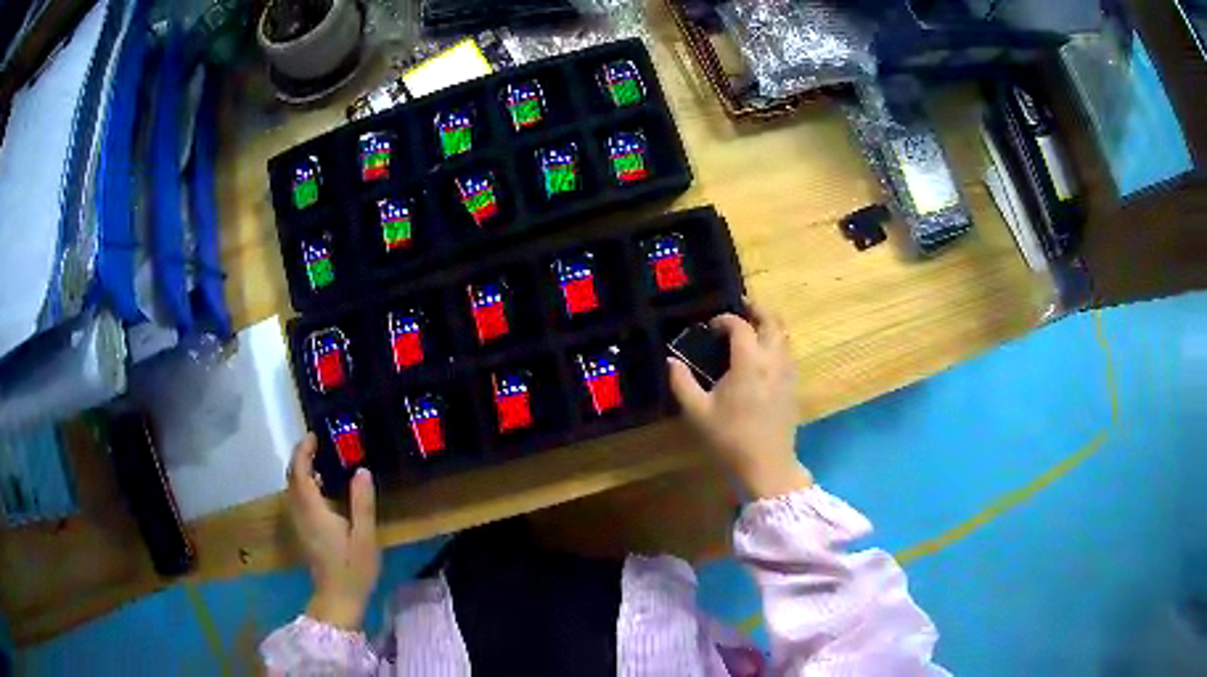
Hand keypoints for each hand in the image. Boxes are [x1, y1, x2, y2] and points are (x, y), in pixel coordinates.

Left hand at [287, 433, 379, 630]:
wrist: (338, 598)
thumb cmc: (353, 568)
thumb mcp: (365, 536)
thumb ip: (362, 503)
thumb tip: (361, 470)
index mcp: (313, 510)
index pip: (300, 472)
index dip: (303, 451)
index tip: (314, 436)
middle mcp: (300, 512)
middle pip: (292, 477)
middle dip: (300, 457)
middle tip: (317, 443)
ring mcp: (299, 523)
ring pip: (292, 488)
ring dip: (301, 470)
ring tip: (320, 461)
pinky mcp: (302, 531)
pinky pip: (297, 498)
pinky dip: (304, 485)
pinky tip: (321, 489)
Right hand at [668, 302, 811, 498]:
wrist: (766, 464)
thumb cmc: (730, 438)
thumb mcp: (697, 412)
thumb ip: (682, 382)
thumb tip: (671, 360)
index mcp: (749, 362)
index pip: (740, 326)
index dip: (725, 320)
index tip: (710, 327)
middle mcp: (773, 360)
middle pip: (772, 321)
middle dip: (757, 310)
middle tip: (740, 309)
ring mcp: (787, 372)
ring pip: (784, 335)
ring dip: (768, 325)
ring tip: (750, 330)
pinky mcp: (793, 385)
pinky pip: (787, 352)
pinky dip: (776, 343)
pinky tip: (761, 357)